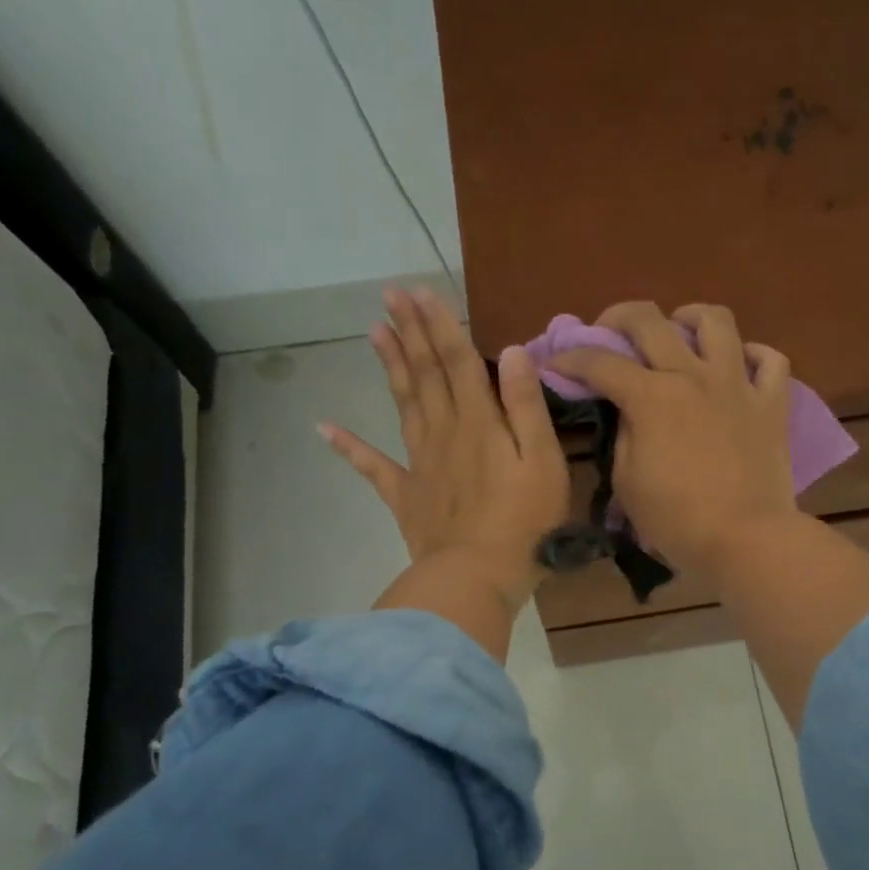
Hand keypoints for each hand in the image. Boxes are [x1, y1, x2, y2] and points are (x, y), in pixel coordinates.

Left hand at [321, 289, 569, 615]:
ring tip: (374, 331)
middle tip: (391, 295)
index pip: (458, 361)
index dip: (441, 324)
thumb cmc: (525, 523)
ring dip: (389, 366)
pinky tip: (325, 428)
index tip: (421, 291)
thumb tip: (513, 352)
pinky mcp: (406, 496)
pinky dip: (348, 447)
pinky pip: (373, 467)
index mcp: (479, 422)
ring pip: (402, 404)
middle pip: (425, 374)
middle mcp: (444, 432)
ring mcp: (419, 463)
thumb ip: (526, 406)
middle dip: (410, 332)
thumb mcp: (543, 462)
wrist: (477, 578)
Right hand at [550, 301, 796, 584]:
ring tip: (679, 331)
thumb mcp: (628, 482)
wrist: (747, 540)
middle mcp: (693, 376)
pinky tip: (738, 365)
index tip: (556, 362)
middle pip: (650, 320)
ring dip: (689, 317)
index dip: (570, 358)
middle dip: (618, 317)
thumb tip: (630, 412)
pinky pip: (771, 360)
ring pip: (716, 321)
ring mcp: (737, 385)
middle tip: (609, 331)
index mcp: (651, 397)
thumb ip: (624, 435)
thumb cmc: (678, 521)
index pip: (600, 363)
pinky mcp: (772, 403)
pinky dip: (753, 355)